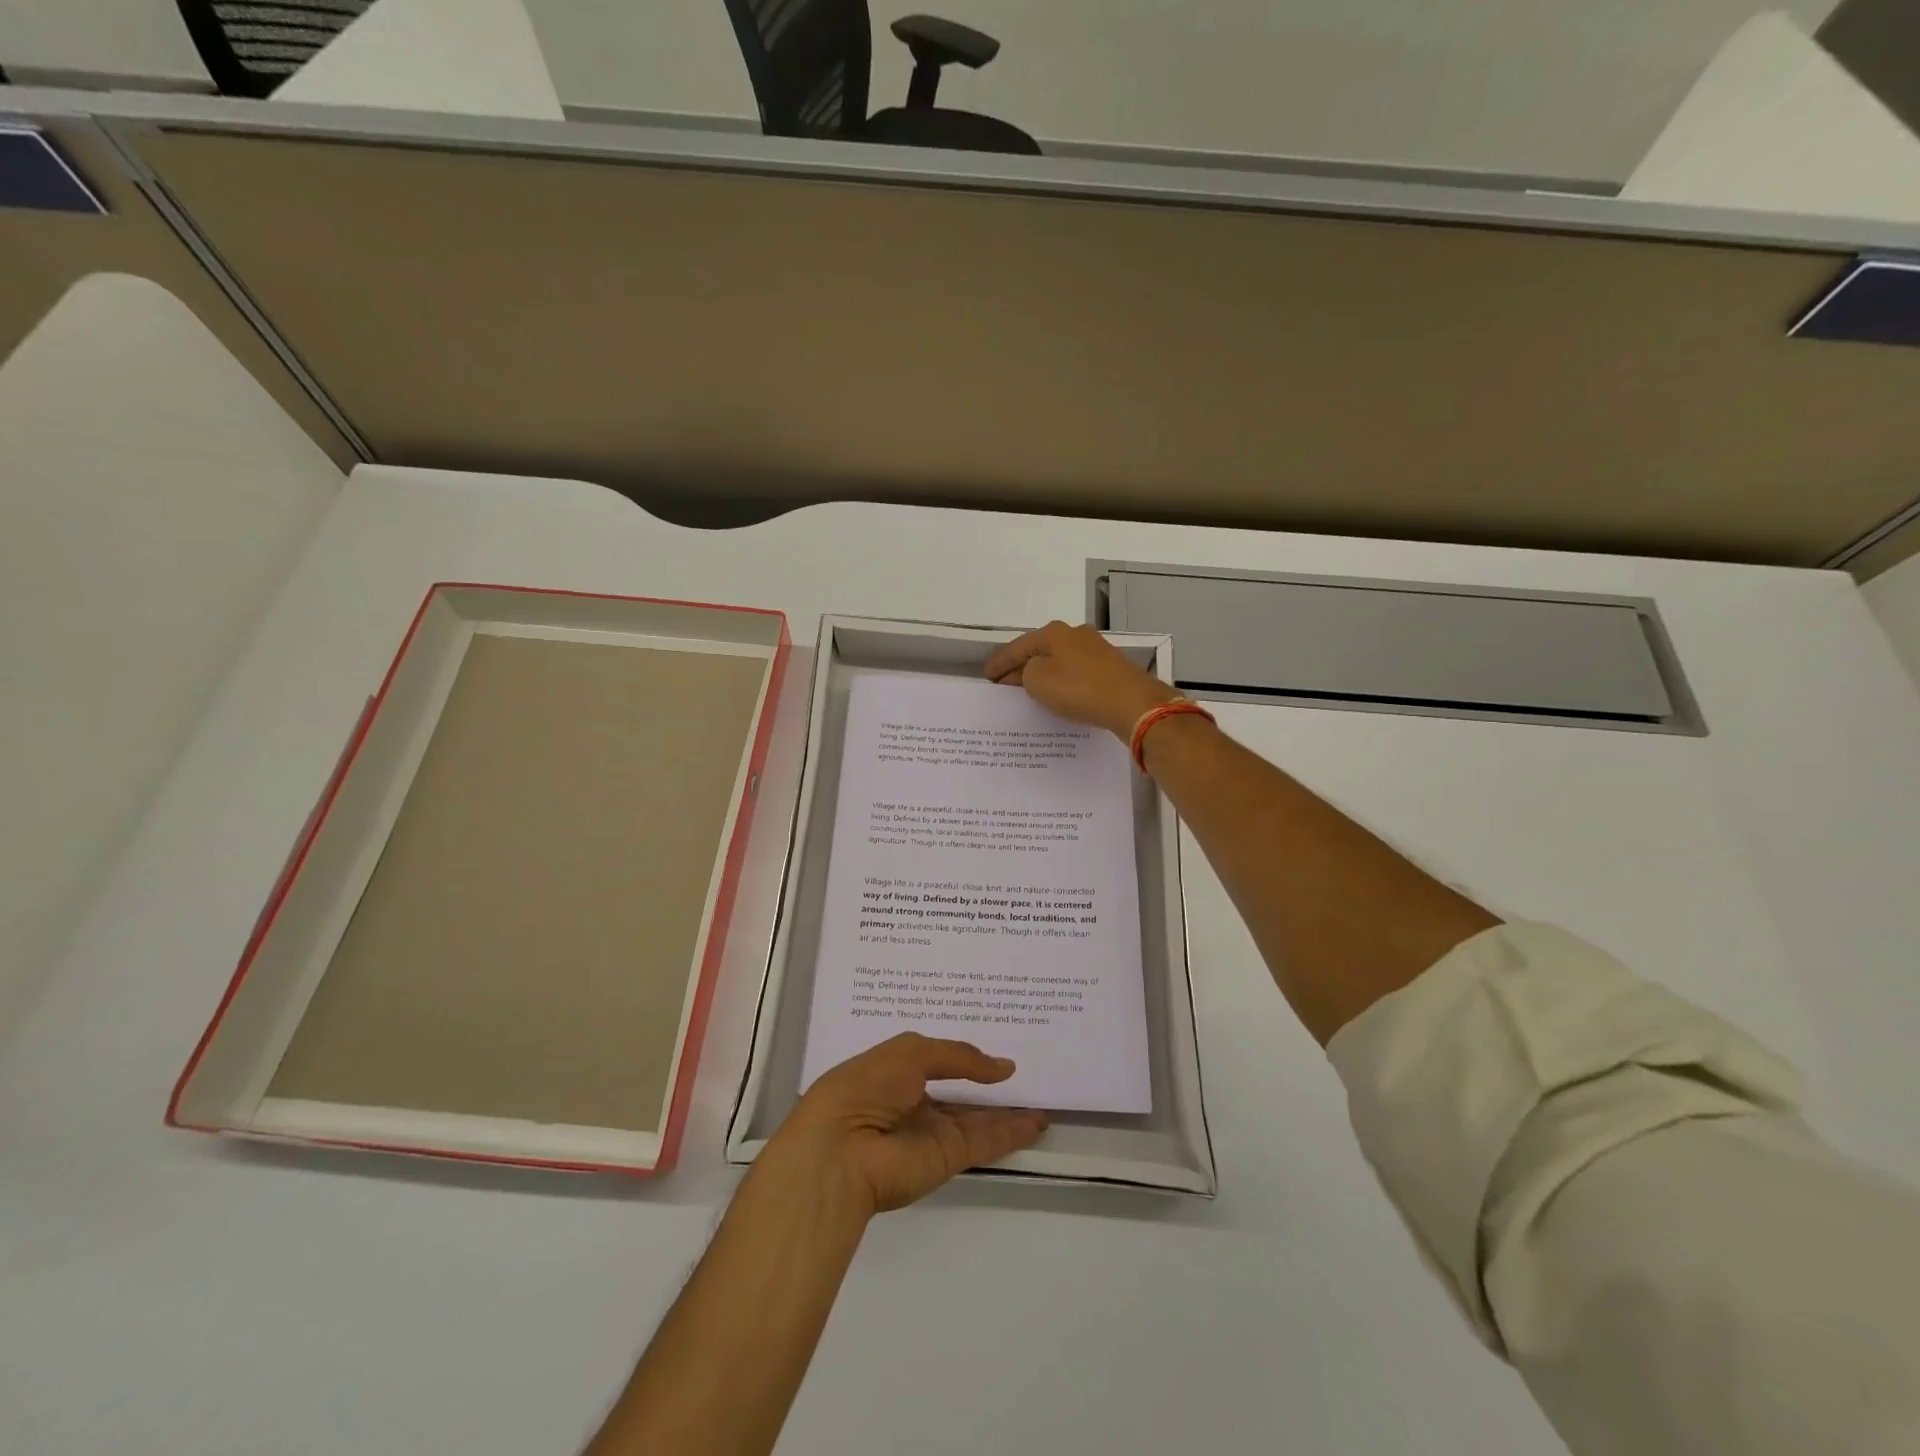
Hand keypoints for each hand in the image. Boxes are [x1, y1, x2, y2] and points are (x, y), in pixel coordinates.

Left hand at [761, 1034, 1048, 1216]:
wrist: (840, 1153)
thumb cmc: (865, 1087)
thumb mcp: (910, 1053)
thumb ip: (959, 1056)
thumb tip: (1002, 1067)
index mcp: (894, 1072)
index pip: (934, 1060)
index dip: (961, 1054)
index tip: (992, 1044)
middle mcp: (913, 1102)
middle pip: (958, 1092)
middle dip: (987, 1083)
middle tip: (1025, 1069)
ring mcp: (931, 1132)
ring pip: (976, 1118)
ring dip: (1007, 1109)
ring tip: (1041, 1095)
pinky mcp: (947, 1158)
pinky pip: (985, 1140)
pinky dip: (1011, 1132)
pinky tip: (1037, 1121)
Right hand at [985, 620, 1177, 740]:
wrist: (1132, 703)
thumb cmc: (1079, 689)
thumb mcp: (1038, 680)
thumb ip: (1026, 672)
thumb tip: (1034, 671)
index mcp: (1054, 633)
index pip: (1017, 647)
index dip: (999, 662)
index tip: (986, 676)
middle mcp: (1075, 634)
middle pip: (1039, 651)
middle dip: (1020, 667)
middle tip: (1003, 685)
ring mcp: (1095, 650)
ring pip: (1058, 661)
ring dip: (1042, 674)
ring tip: (1027, 691)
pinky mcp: (1110, 668)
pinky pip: (1075, 673)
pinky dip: (1061, 682)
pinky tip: (1057, 693)